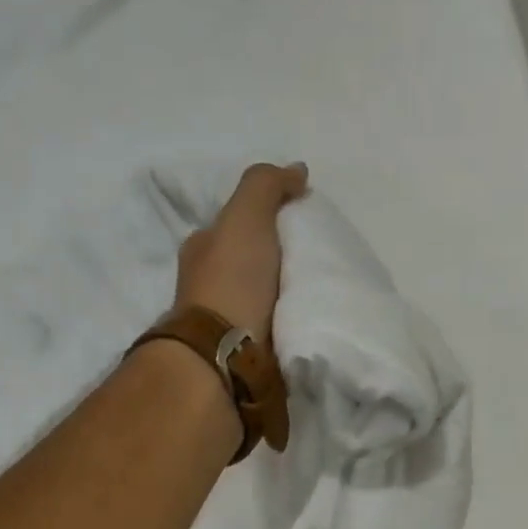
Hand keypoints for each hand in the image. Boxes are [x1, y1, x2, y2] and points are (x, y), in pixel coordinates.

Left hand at [174, 161, 308, 340]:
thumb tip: (296, 171)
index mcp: (204, 250)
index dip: (267, 219)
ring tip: (324, 293)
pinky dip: (292, 324)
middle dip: (281, 261)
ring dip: (289, 296)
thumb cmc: (231, 282)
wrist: (226, 357)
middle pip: (254, 264)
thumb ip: (266, 186)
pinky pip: (276, 329)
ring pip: (266, 299)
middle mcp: (210, 285)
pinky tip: (314, 322)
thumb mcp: (245, 215)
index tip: (303, 222)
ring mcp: (227, 323)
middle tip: (319, 260)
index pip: (238, 225)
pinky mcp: (246, 354)